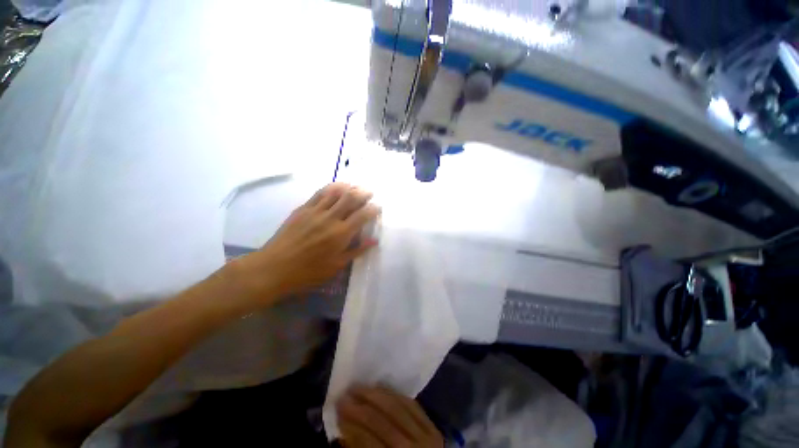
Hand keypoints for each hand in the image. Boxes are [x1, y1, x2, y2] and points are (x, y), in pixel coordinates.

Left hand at [230, 183, 379, 305]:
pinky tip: (337, 187)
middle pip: (351, 198)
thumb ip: (357, 250)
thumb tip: (374, 241)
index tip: (378, 207)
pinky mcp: (303, 209)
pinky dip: (331, 187)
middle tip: (370, 193)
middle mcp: (330, 218)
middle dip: (363, 193)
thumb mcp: (337, 266)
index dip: (373, 209)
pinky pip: (319, 193)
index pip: (363, 215)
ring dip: (349, 187)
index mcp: (341, 234)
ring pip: (336, 192)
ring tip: (356, 187)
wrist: (274, 268)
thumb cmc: (309, 272)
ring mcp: (315, 211)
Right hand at [337, 386, 443, 447]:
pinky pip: (411, 404)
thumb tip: (344, 429)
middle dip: (360, 407)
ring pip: (397, 407)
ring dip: (375, 395)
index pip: (367, 441)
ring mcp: (425, 437)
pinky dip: (394, 395)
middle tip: (344, 396)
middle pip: (381, 421)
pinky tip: (381, 388)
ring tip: (359, 387)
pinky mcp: (432, 428)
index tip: (337, 412)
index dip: (350, 425)